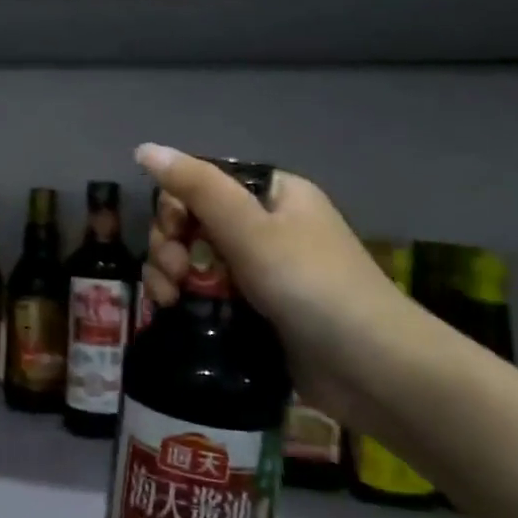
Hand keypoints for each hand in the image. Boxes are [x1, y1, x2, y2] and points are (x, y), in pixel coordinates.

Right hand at [134, 144, 418, 433]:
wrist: (371, 369)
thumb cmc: (311, 285)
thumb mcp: (249, 228)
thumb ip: (196, 187)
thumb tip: (145, 148)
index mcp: (272, 195)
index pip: (202, 184)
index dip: (175, 207)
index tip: (169, 236)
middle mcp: (266, 227)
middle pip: (193, 223)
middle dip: (169, 247)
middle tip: (171, 276)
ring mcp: (260, 272)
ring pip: (193, 260)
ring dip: (170, 275)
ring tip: (167, 301)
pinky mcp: (255, 311)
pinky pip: (206, 293)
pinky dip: (185, 299)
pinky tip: (171, 312)